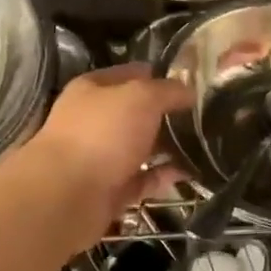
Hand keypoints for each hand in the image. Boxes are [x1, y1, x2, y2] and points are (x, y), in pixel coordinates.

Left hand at [25, 63, 190, 254]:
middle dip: (167, 114)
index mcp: (93, 89)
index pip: (131, 74)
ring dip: (168, 148)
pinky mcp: (108, 191)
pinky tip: (188, 174)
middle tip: (204, 117)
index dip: (160, 75)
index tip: (192, 83)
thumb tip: (189, 91)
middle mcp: (94, 120)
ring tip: (204, 146)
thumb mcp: (141, 97)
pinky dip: (162, 177)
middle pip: (136, 112)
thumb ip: (168, 91)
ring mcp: (100, 157)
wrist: (66, 197)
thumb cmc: (102, 133)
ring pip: (140, 147)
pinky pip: (142, 180)